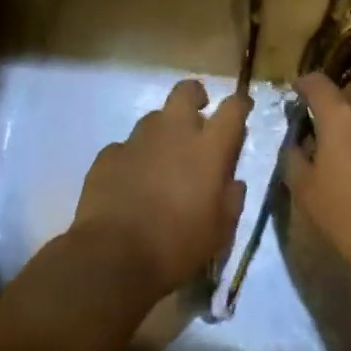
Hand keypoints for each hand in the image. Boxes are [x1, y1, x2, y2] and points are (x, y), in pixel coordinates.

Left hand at [71, 78, 248, 298]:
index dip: (240, 105)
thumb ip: (231, 199)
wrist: (113, 259)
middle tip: (198, 117)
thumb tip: (233, 183)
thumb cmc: (177, 246)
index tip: (242, 110)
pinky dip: (132, 159)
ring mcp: (137, 140)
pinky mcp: (108, 156)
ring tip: (162, 161)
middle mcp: (175, 132)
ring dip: (163, 132)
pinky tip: (130, 183)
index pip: (233, 108)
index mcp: (209, 147)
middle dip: (195, 97)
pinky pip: (125, 147)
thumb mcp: (220, 231)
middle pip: (186, 91)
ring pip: (154, 118)